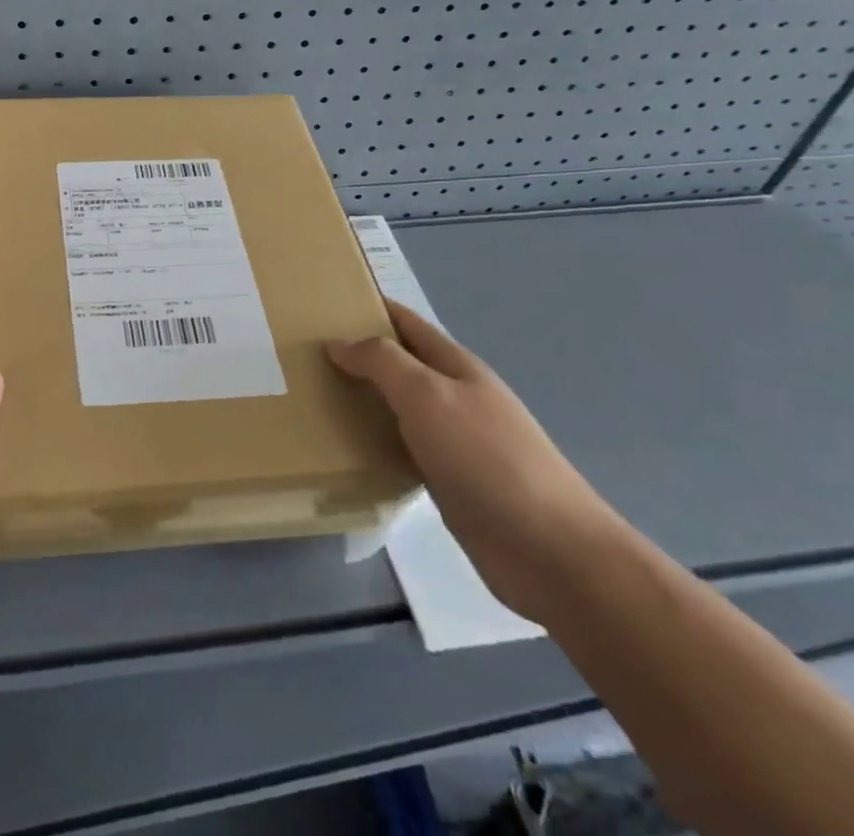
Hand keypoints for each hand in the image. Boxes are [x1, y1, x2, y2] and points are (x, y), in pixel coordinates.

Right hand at [329, 300, 627, 624]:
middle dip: (357, 354)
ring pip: (396, 408)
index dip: (370, 307)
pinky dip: (373, 443)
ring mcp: (453, 441)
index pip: (406, 323)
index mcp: (455, 366)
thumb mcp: (428, 395)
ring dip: (361, 400)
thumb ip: (382, 362)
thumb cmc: (487, 458)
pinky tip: (345, 449)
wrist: (550, 551)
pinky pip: (401, 449)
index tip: (323, 301)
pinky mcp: (448, 482)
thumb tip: (338, 342)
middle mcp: (454, 397)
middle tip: (303, 353)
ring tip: (312, 396)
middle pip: (399, 365)